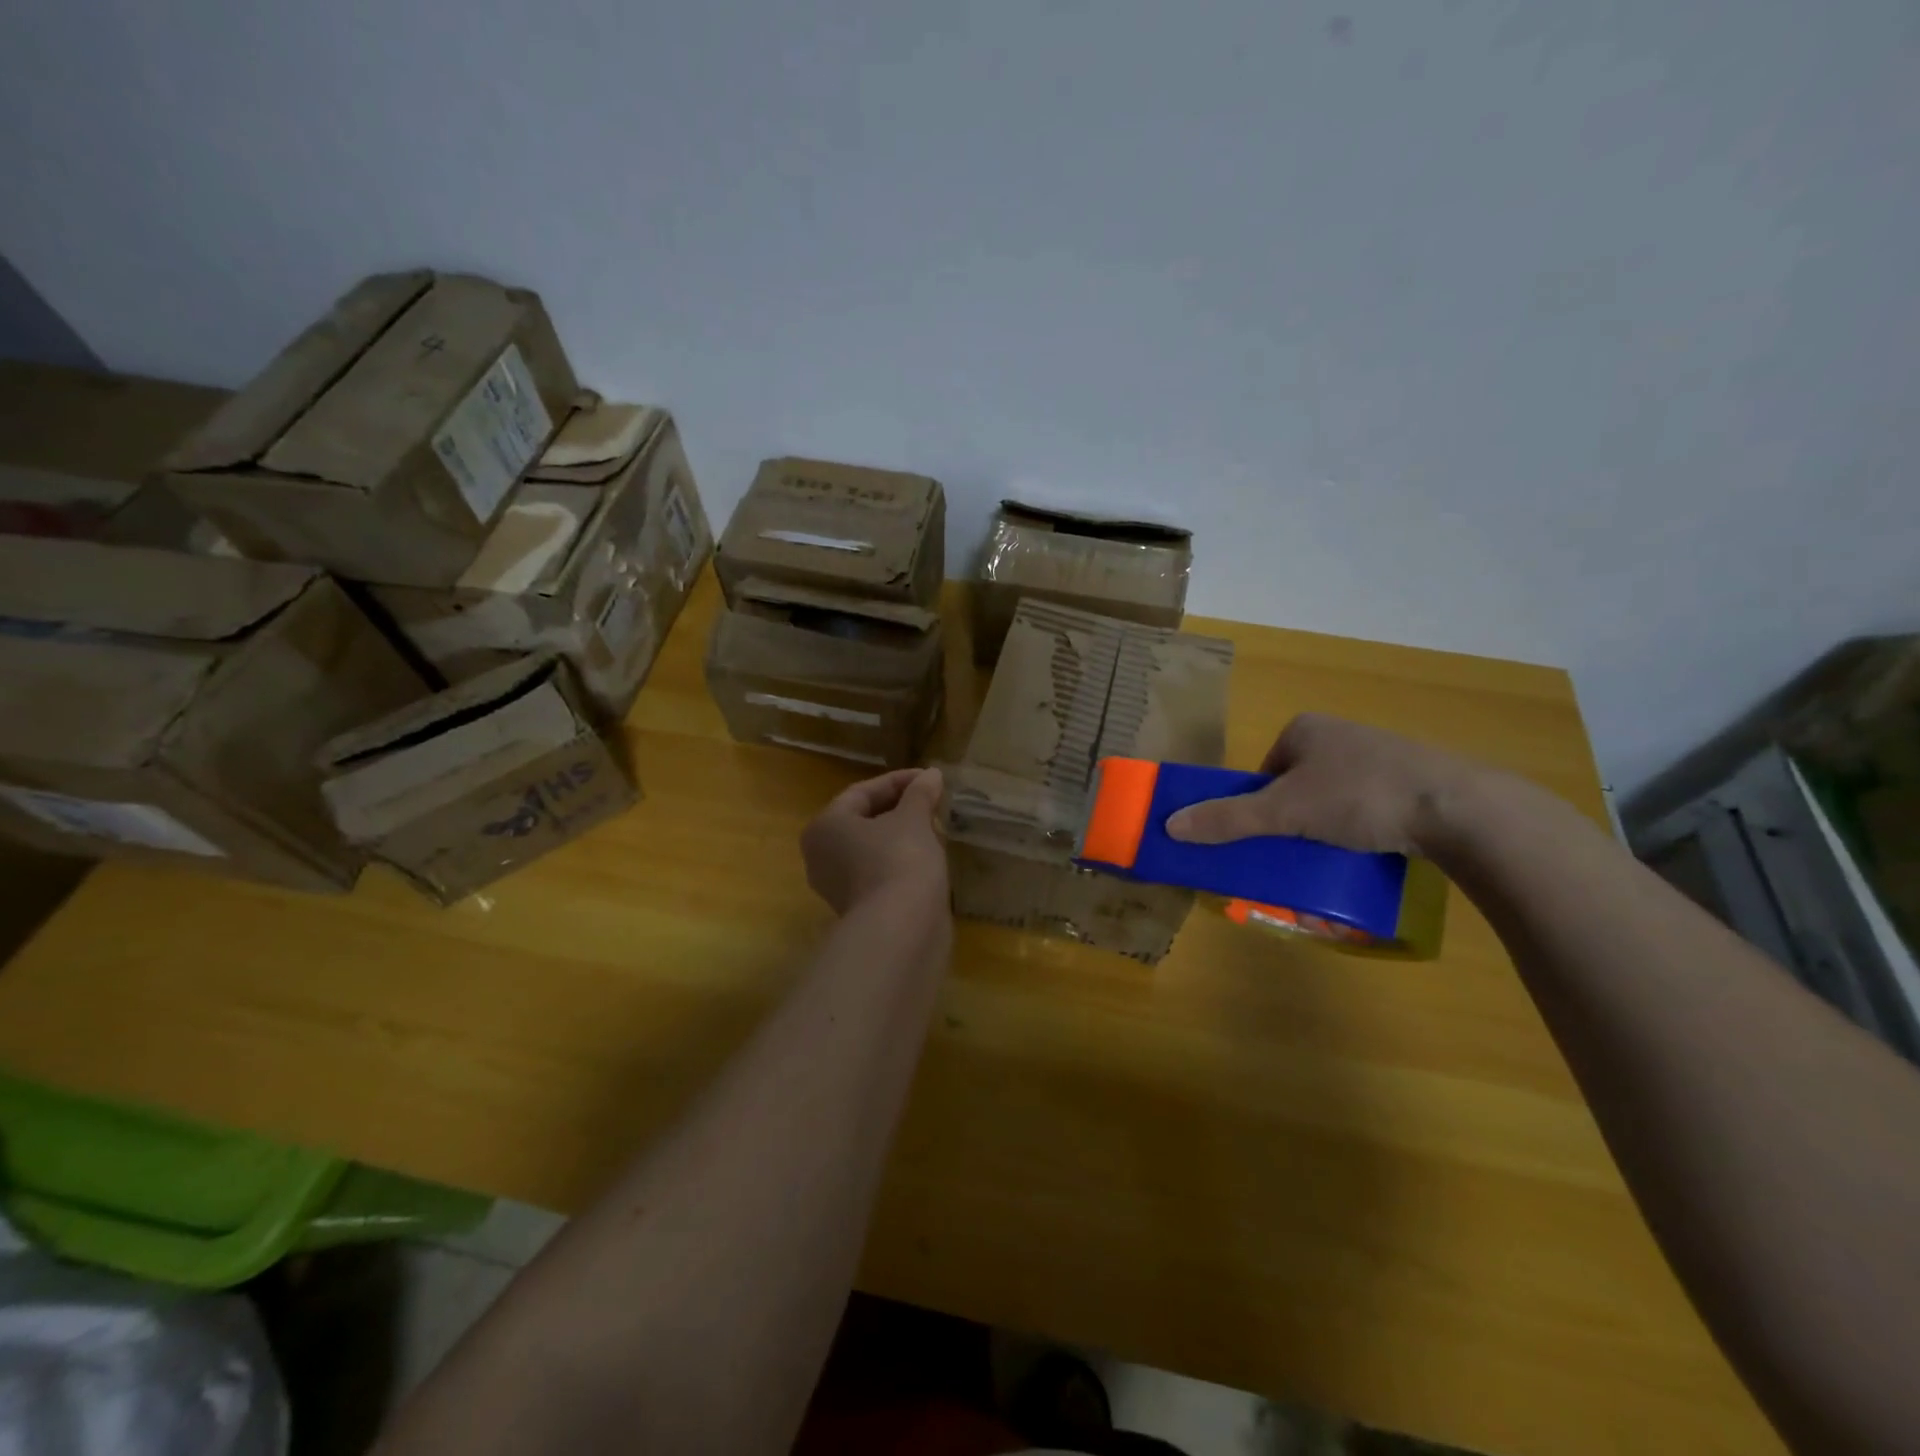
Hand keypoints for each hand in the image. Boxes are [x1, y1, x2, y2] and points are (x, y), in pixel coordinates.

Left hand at [800, 767, 948, 915]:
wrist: (902, 930)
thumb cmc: (899, 859)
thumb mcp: (913, 819)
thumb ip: (920, 793)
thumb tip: (931, 775)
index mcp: (825, 826)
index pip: (862, 792)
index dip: (899, 781)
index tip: (930, 778)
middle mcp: (821, 855)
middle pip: (864, 820)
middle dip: (900, 808)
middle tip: (932, 801)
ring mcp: (838, 886)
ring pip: (872, 848)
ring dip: (902, 835)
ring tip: (935, 826)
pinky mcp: (859, 909)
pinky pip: (879, 871)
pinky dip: (901, 859)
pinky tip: (929, 856)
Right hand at [1164, 713, 1481, 855]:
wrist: (1459, 808)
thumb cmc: (1360, 796)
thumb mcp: (1284, 812)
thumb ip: (1228, 818)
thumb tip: (1169, 825)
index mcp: (1305, 728)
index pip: (1264, 771)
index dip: (1259, 805)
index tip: (1270, 836)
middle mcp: (1340, 735)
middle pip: (1296, 787)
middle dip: (1293, 821)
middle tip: (1297, 852)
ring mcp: (1380, 755)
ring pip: (1333, 800)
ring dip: (1327, 828)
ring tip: (1335, 857)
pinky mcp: (1413, 781)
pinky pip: (1370, 808)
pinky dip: (1363, 830)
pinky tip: (1371, 851)